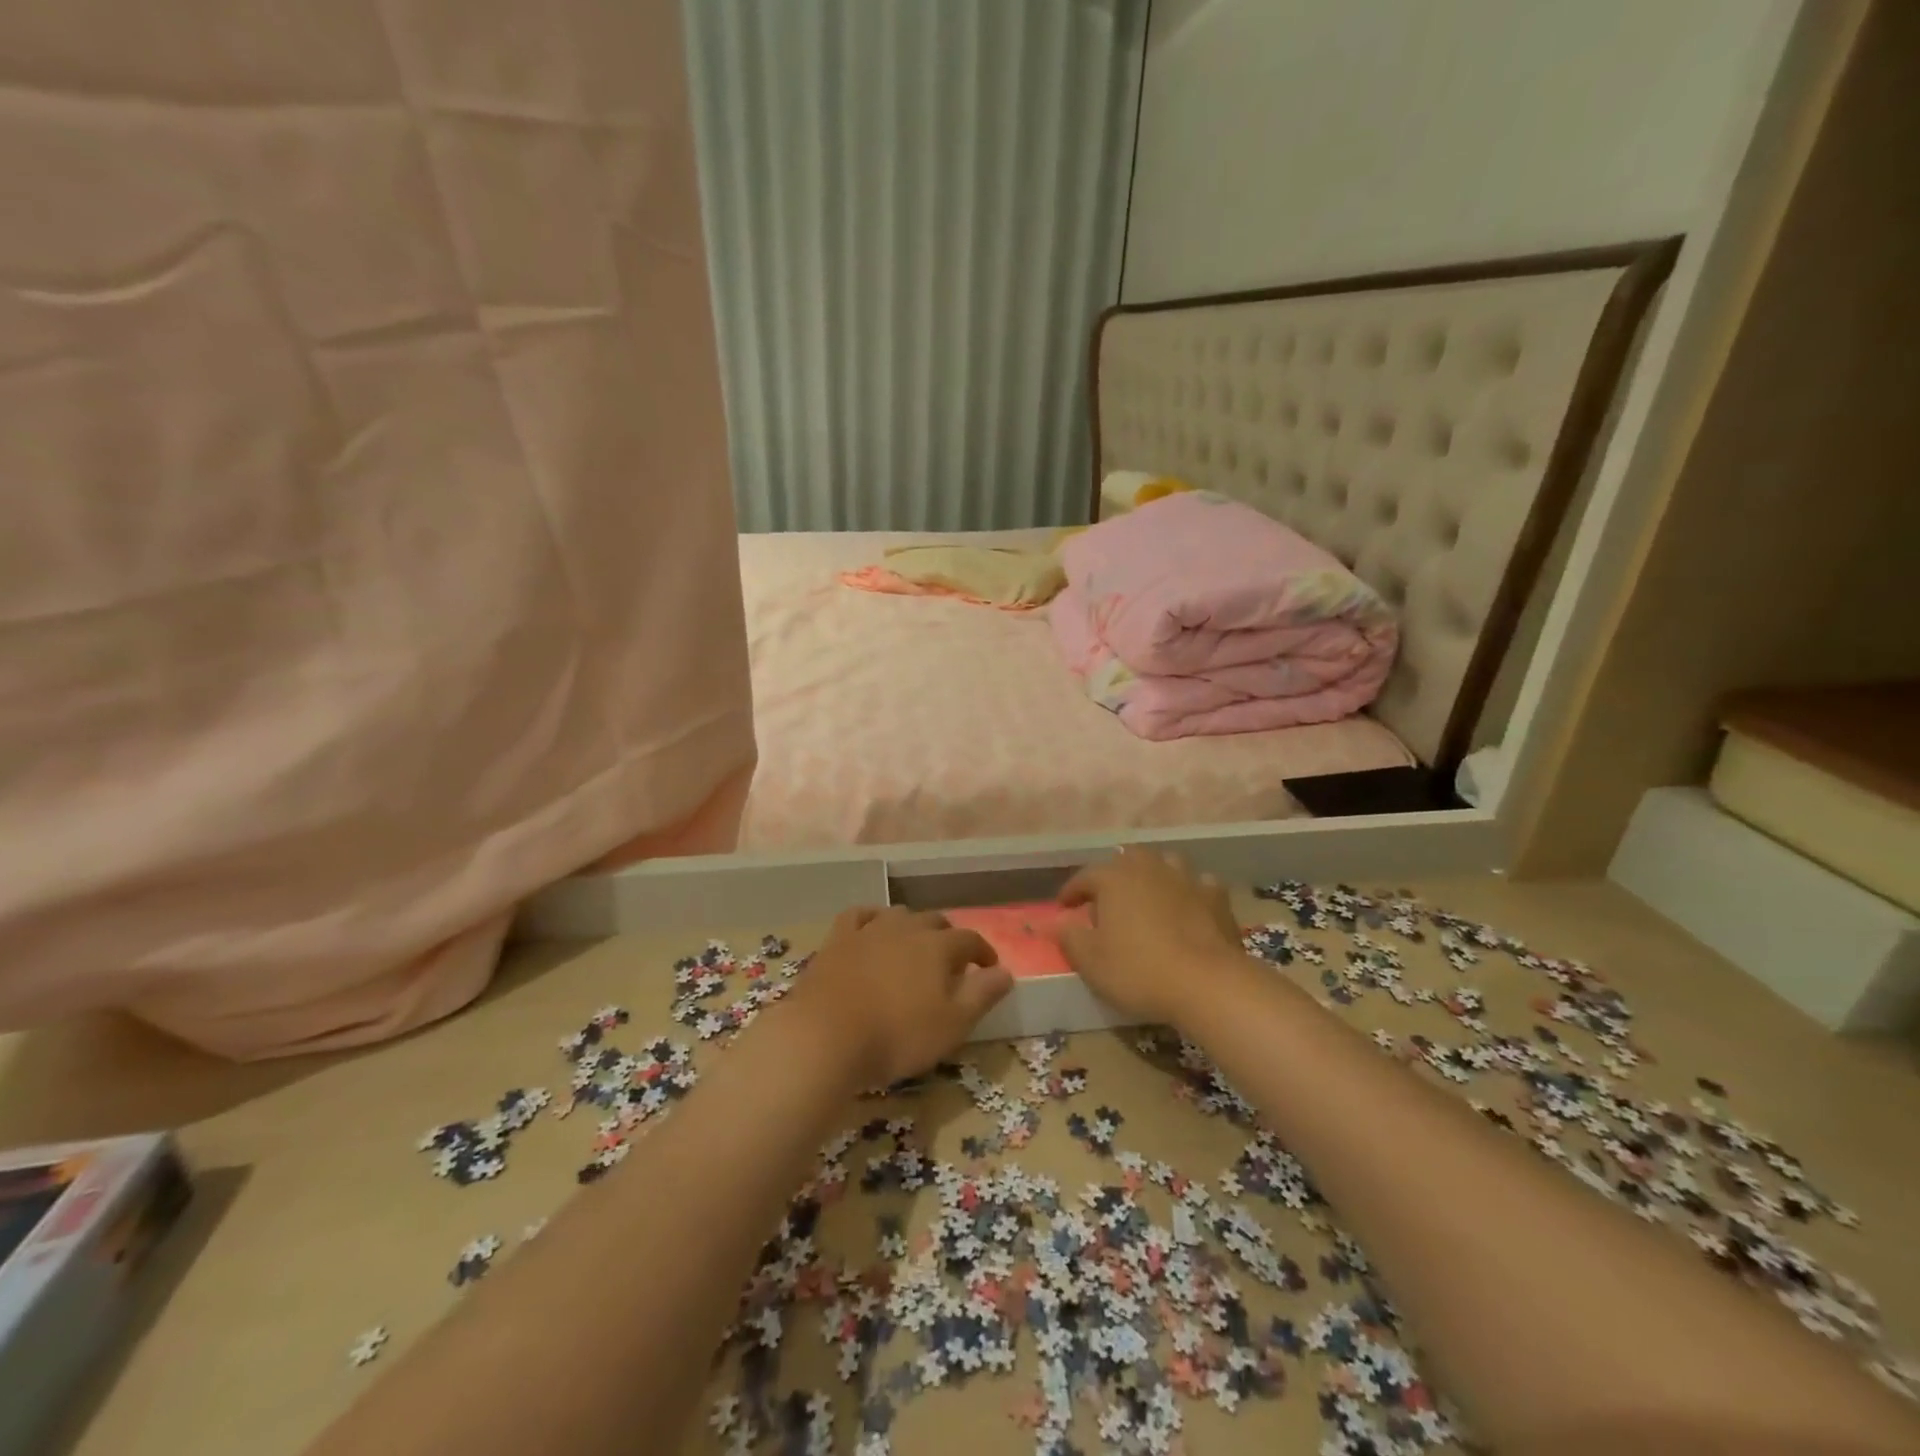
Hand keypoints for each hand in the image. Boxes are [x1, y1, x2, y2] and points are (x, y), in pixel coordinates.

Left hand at [787, 906, 1011, 1087]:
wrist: (825, 1037)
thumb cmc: (897, 1036)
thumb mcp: (952, 1024)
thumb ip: (982, 995)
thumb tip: (1006, 972)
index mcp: (938, 947)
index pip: (970, 940)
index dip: (983, 952)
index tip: (990, 967)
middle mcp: (907, 928)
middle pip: (935, 922)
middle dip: (949, 937)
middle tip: (953, 961)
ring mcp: (869, 930)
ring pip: (899, 915)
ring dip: (913, 926)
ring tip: (915, 946)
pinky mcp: (838, 939)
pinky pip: (859, 915)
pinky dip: (872, 917)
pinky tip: (873, 927)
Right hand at [1057, 847, 1248, 1025]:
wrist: (1208, 984)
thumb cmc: (1139, 971)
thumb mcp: (1091, 962)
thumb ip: (1070, 938)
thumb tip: (1061, 922)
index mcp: (1114, 878)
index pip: (1084, 876)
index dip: (1071, 891)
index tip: (1064, 907)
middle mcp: (1149, 868)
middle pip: (1127, 859)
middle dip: (1115, 875)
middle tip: (1108, 899)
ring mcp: (1186, 879)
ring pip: (1165, 864)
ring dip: (1154, 876)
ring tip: (1148, 897)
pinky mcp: (1216, 898)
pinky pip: (1199, 885)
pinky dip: (1190, 893)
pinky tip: (1189, 908)